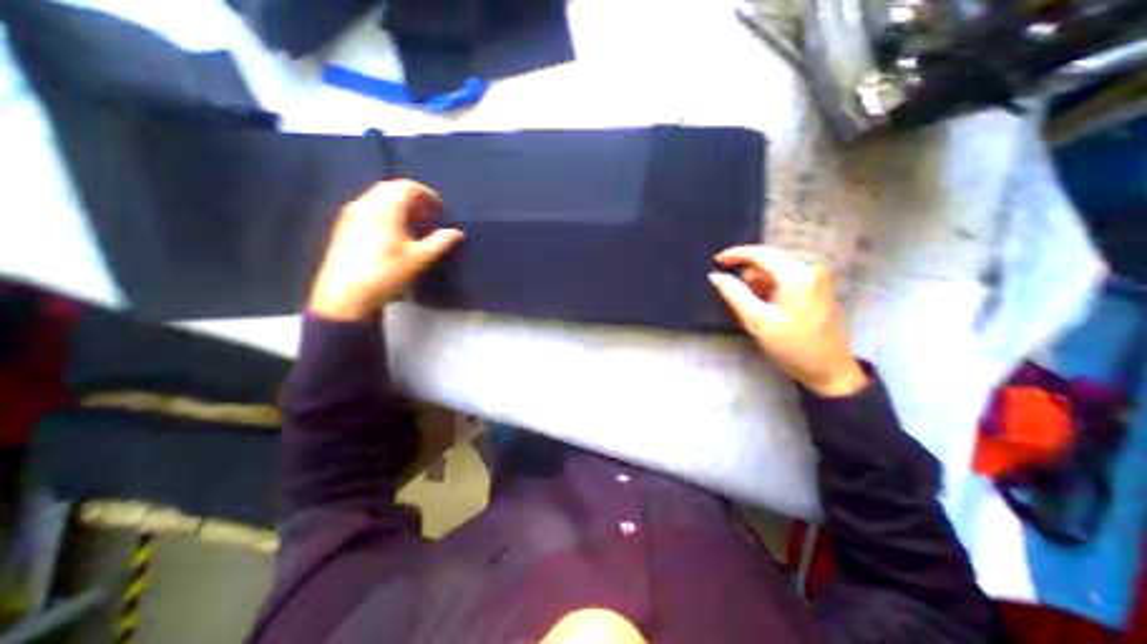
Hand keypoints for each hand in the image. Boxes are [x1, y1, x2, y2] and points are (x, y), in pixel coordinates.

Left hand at [311, 178, 462, 318]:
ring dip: (398, 204)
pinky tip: (392, 232)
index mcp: (385, 209)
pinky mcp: (343, 226)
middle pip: (391, 188)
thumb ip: (440, 242)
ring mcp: (351, 214)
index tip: (440, 211)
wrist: (345, 295)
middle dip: (413, 197)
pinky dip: (384, 211)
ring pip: (377, 197)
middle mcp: (366, 205)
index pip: (407, 187)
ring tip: (412, 224)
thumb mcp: (419, 259)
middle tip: (428, 215)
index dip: (427, 195)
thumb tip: (457, 232)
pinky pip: (367, 207)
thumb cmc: (386, 273)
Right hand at [709, 246, 869, 395]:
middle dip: (748, 275)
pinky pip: (786, 280)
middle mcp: (810, 270)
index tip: (716, 261)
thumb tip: (715, 276)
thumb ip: (734, 294)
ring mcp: (817, 279)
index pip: (761, 254)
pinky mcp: (818, 289)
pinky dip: (770, 289)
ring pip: (777, 272)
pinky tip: (765, 308)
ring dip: (759, 285)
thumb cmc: (791, 346)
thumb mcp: (757, 321)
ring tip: (751, 308)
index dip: (736, 254)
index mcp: (797, 275)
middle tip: (733, 295)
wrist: (829, 371)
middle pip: (769, 261)